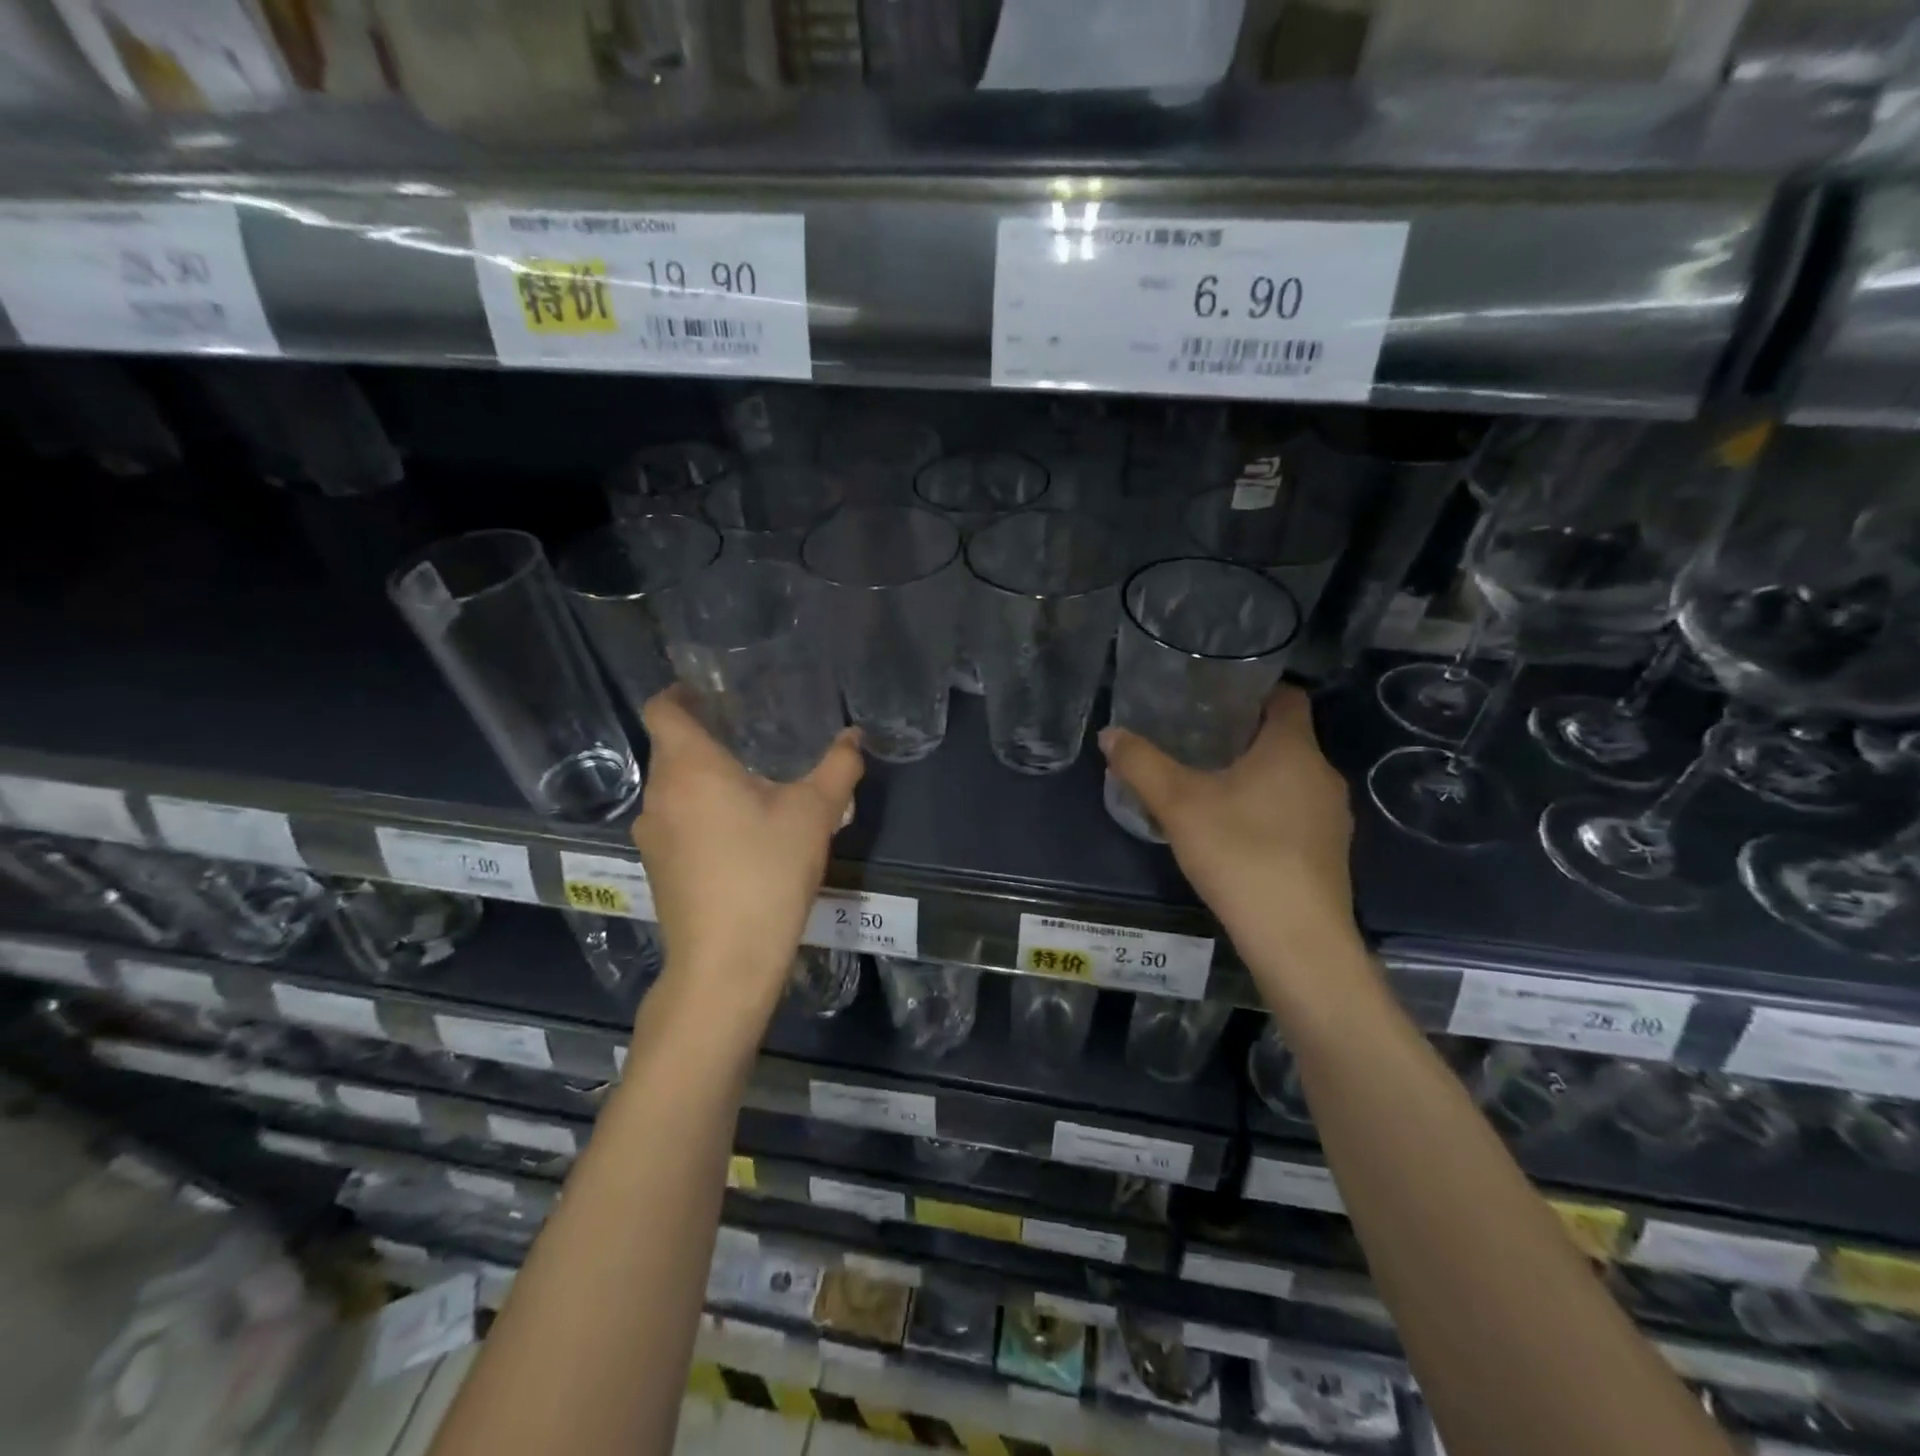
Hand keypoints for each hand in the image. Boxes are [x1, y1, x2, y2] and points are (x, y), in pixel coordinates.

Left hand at [630, 688, 862, 1037]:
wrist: (725, 962)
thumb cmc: (767, 872)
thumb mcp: (815, 814)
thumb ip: (838, 768)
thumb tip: (854, 736)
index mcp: (689, 766)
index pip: (662, 707)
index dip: (680, 693)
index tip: (710, 692)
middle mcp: (658, 795)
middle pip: (672, 749)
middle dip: (707, 740)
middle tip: (752, 738)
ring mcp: (650, 836)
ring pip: (675, 790)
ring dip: (706, 782)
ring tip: (752, 789)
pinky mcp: (657, 869)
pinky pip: (676, 824)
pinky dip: (701, 816)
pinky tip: (740, 838)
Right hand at [1100, 688, 1362, 993]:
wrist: (1296, 938)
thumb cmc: (1239, 853)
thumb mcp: (1177, 804)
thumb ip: (1141, 764)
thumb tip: (1110, 734)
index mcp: (1293, 748)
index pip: (1287, 697)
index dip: (1255, 690)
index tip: (1217, 697)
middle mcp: (1322, 774)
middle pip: (1287, 738)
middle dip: (1245, 736)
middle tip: (1197, 740)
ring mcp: (1333, 816)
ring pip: (1292, 778)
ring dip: (1257, 776)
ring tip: (1211, 785)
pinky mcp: (1331, 852)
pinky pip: (1298, 813)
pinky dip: (1270, 810)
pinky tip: (1236, 833)